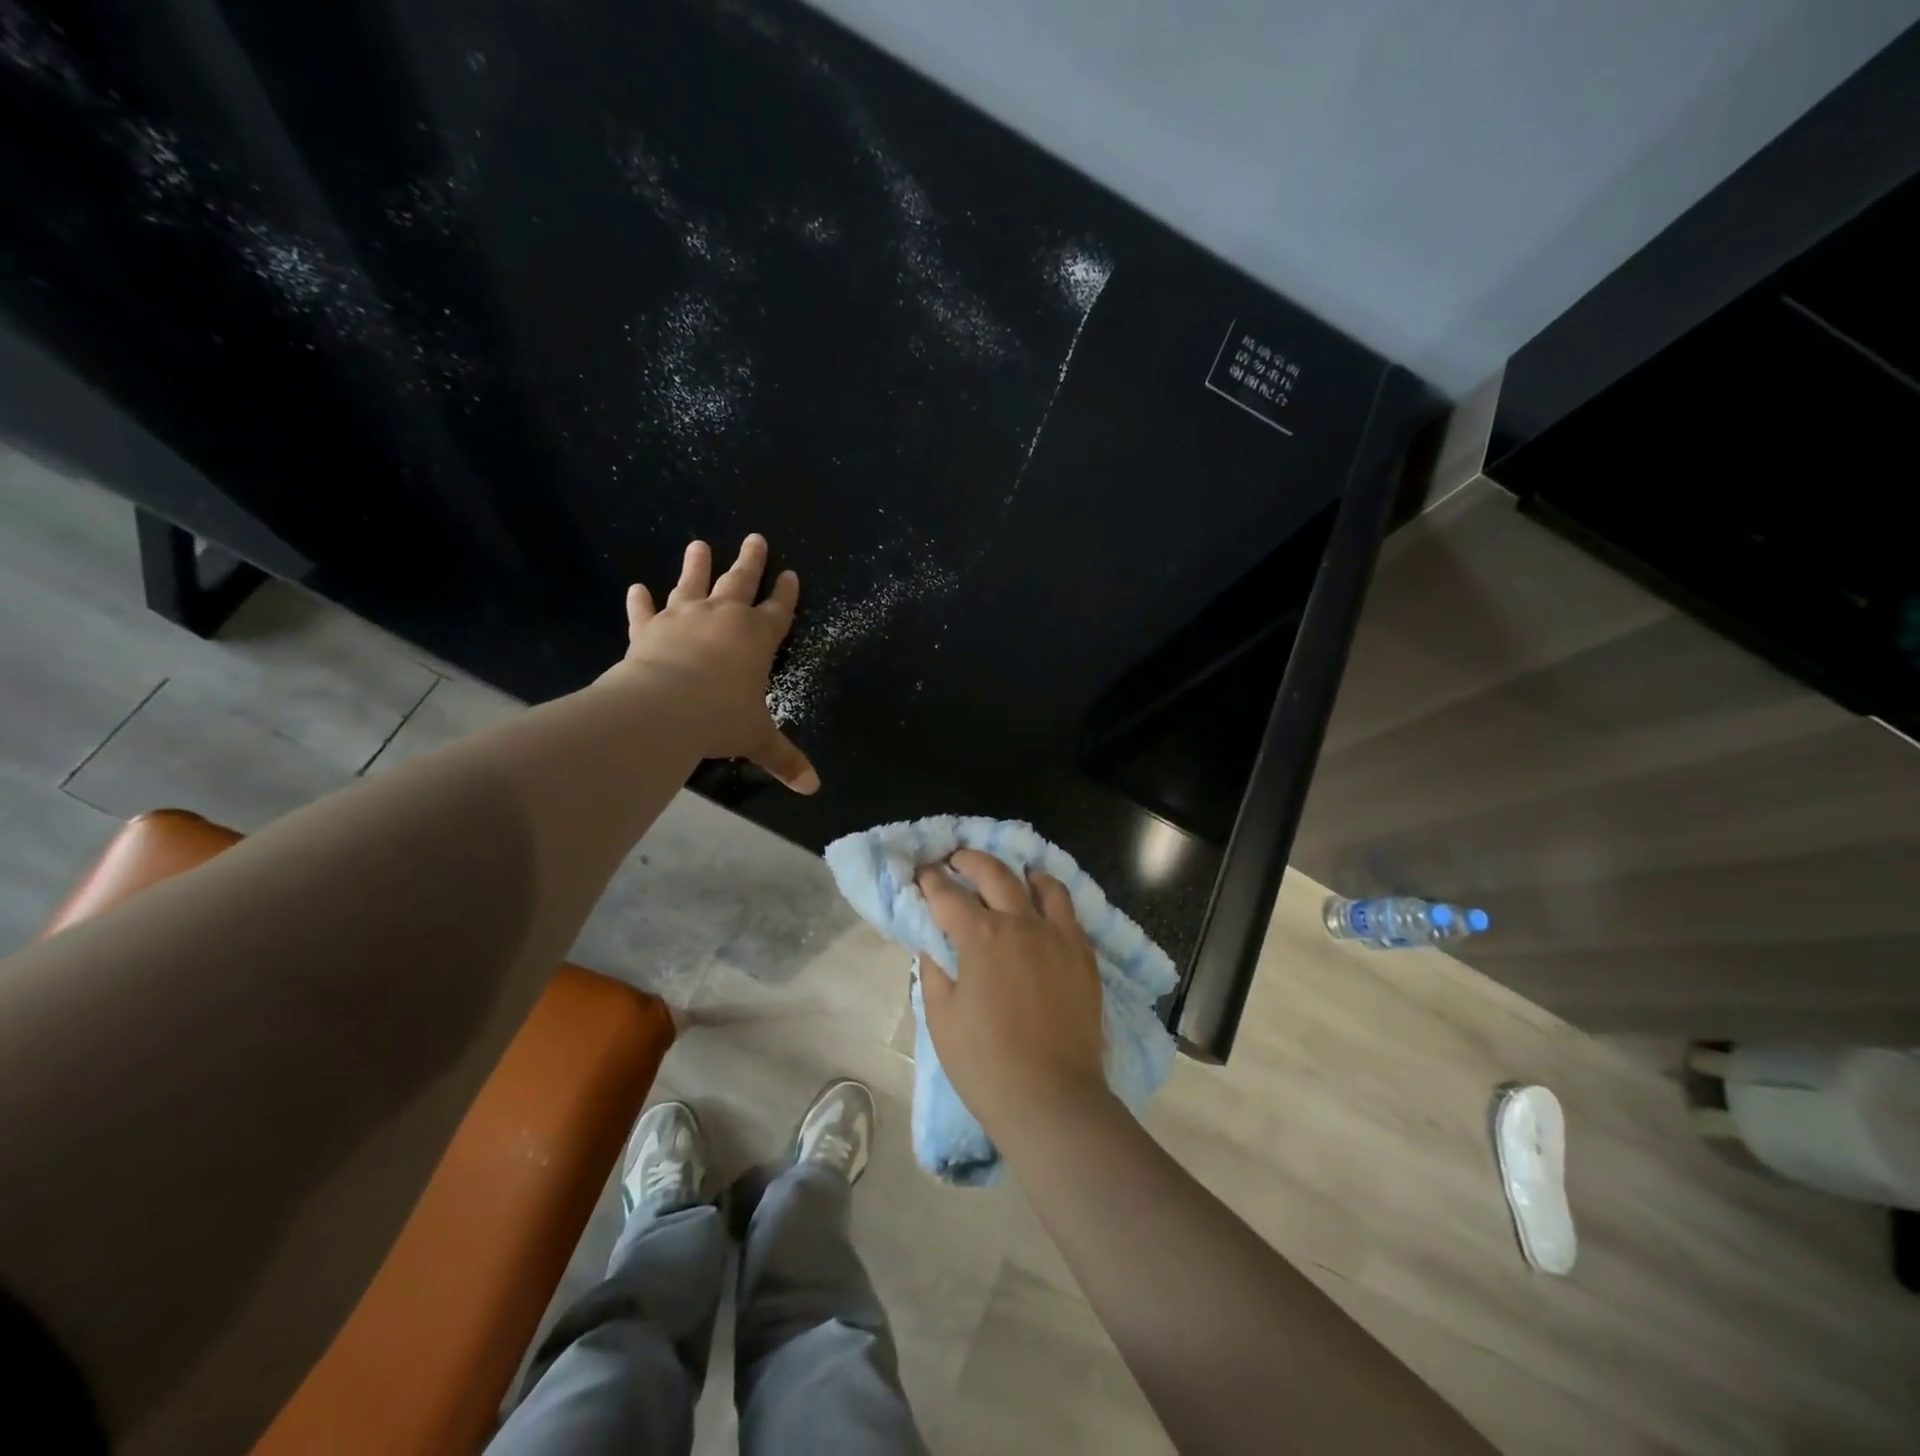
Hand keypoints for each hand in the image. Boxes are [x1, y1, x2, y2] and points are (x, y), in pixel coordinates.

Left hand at [611, 534, 818, 793]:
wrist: (663, 709)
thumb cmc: (720, 718)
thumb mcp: (758, 739)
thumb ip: (785, 759)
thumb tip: (813, 788)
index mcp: (757, 638)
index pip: (778, 611)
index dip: (786, 594)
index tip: (790, 574)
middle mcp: (723, 618)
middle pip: (740, 582)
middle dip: (750, 561)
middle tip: (755, 538)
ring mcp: (684, 618)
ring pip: (692, 584)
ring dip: (697, 565)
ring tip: (698, 544)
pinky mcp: (649, 629)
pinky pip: (645, 612)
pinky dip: (641, 601)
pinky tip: (636, 588)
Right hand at [914, 849, 1109, 1135]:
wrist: (1052, 1099)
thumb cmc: (985, 1063)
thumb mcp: (941, 1017)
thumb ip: (934, 970)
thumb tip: (934, 943)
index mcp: (981, 937)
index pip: (948, 895)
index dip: (930, 880)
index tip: (922, 873)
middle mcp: (1021, 924)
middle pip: (995, 873)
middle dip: (970, 860)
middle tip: (956, 859)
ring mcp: (1058, 937)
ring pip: (1043, 884)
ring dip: (1020, 874)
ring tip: (1010, 877)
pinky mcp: (1083, 956)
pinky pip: (1069, 913)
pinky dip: (1052, 901)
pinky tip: (1043, 912)